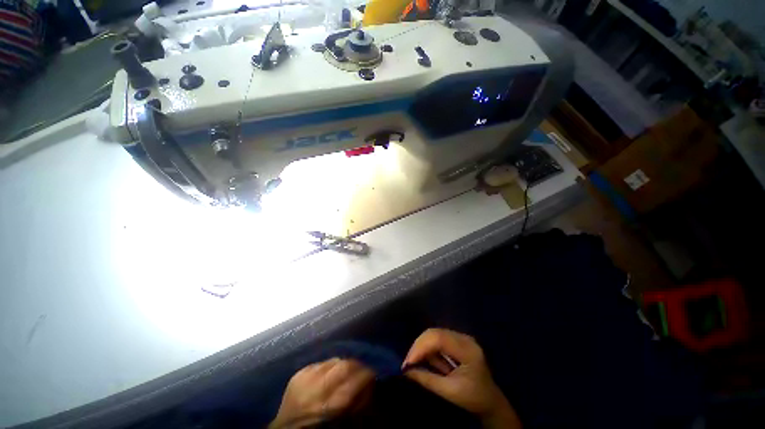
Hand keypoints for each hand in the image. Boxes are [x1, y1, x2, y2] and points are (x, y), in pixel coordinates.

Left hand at [268, 358, 374, 428]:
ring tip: (345, 370)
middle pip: (344, 365)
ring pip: (333, 360)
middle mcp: (318, 387)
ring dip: (342, 364)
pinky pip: (320, 363)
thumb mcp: (340, 422)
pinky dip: (327, 366)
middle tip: (362, 368)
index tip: (373, 373)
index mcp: (330, 405)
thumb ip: (355, 402)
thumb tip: (368, 384)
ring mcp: (306, 378)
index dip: (367, 374)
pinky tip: (328, 373)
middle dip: (357, 364)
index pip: (355, 381)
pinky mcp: (298, 373)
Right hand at [402, 329, 521, 428]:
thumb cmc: (473, 398)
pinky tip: (424, 359)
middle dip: (418, 346)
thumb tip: (406, 371)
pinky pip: (437, 339)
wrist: (491, 401)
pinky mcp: (457, 341)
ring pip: (434, 334)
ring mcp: (461, 337)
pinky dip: (428, 349)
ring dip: (422, 347)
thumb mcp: (450, 392)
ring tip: (413, 362)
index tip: (407, 363)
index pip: (439, 339)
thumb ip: (427, 379)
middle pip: (434, 333)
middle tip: (407, 363)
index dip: (420, 348)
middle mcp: (464, 338)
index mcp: (467, 350)